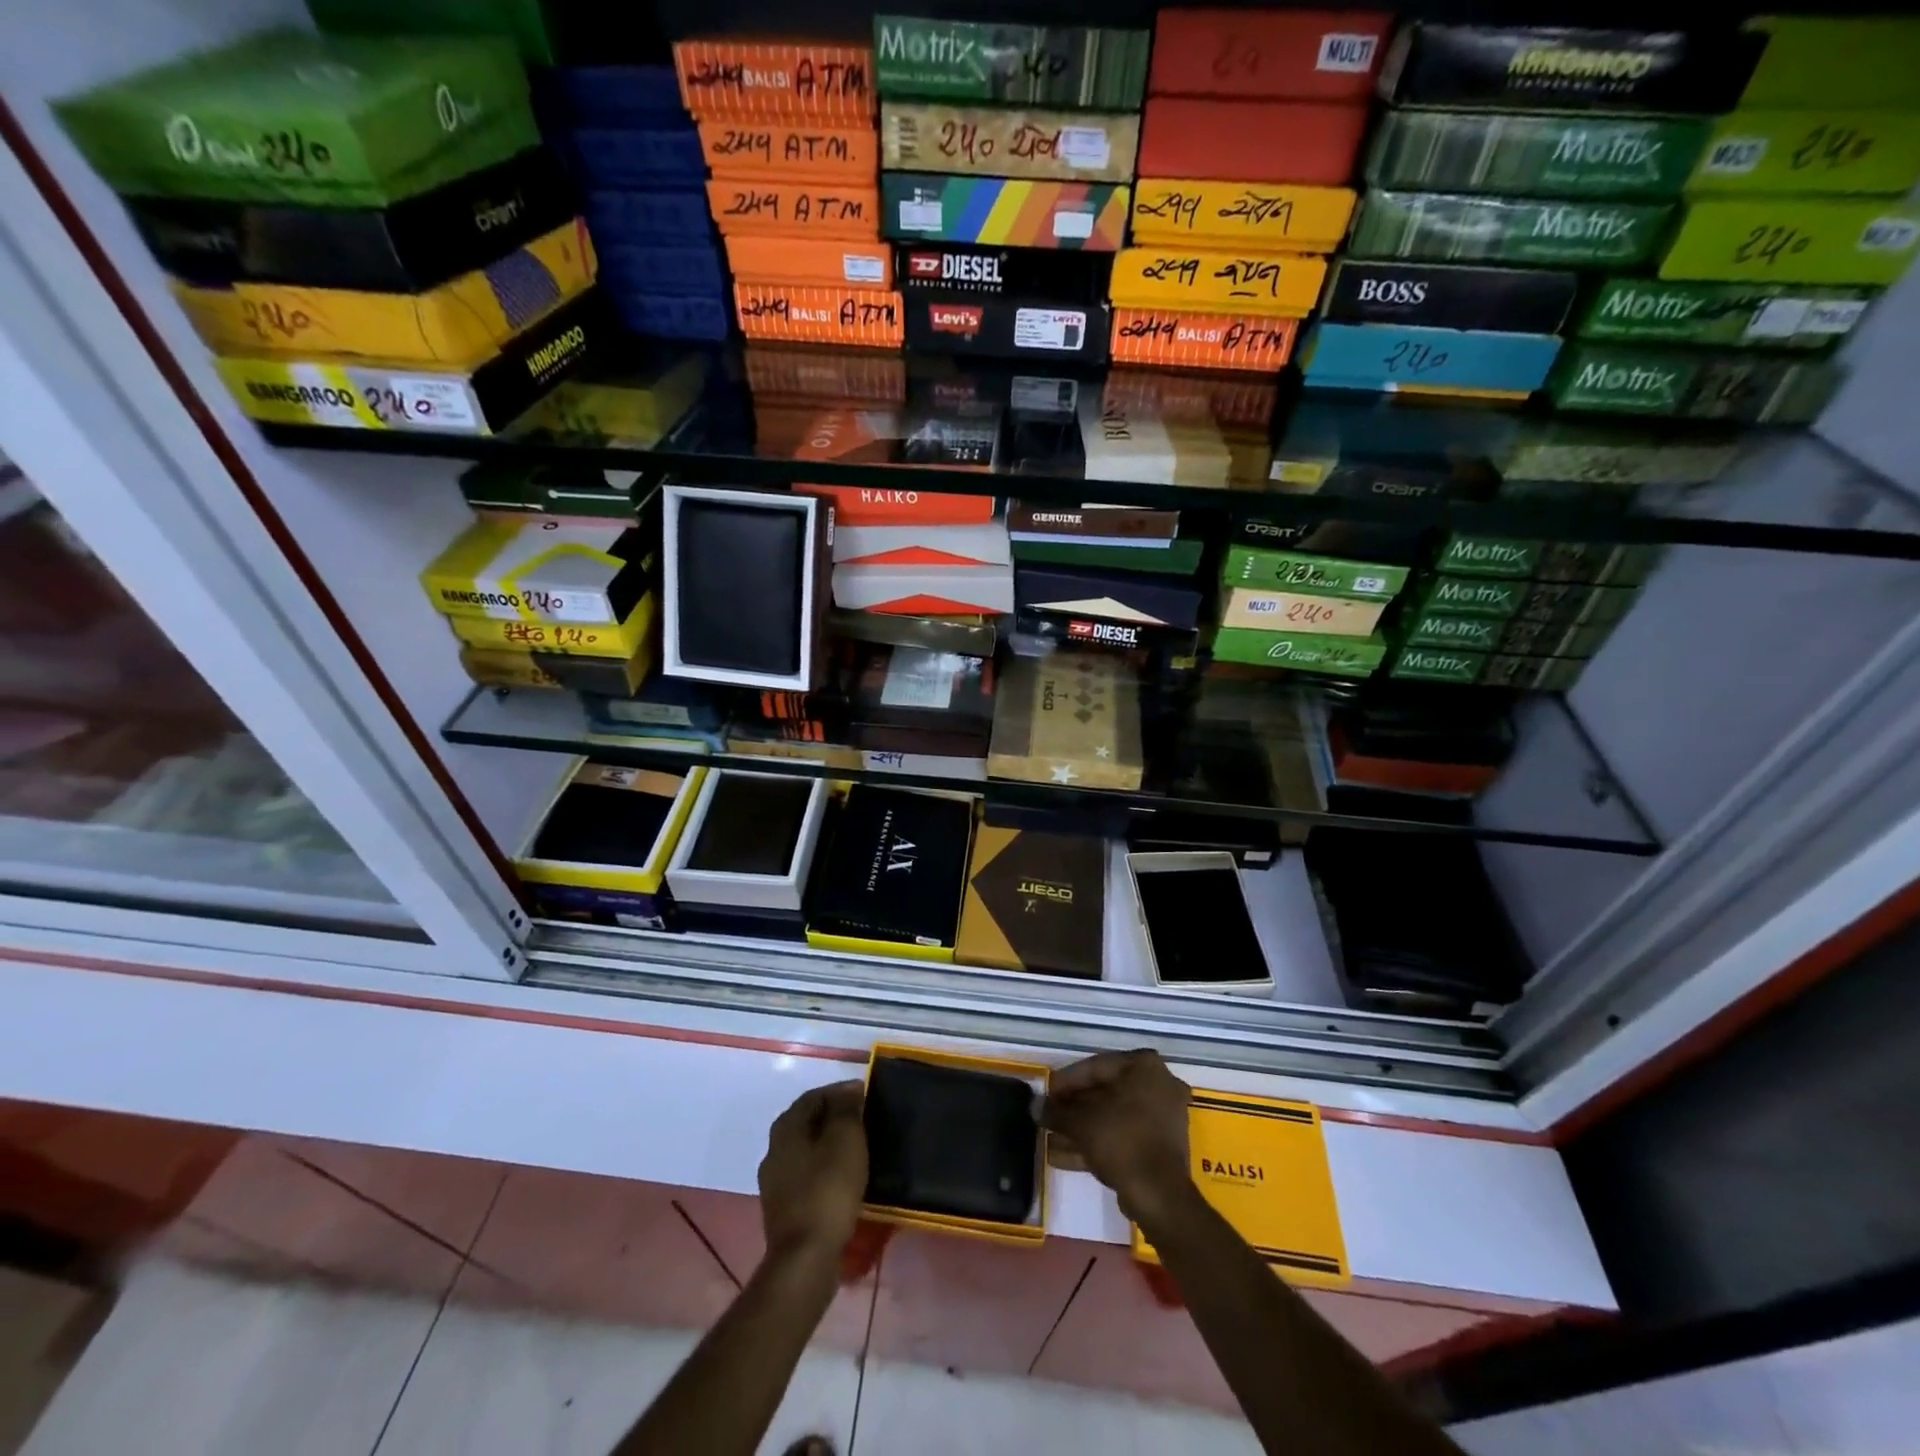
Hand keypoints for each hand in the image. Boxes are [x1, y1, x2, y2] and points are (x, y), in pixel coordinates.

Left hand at [758, 1081, 867, 1266]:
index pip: (815, 1095)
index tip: (867, 1097)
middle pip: (809, 1122)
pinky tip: (845, 1179)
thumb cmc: (828, 1190)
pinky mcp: (783, 1208)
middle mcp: (774, 1149)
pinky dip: (826, 1170)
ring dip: (831, 1146)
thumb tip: (849, 1089)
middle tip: (866, 1122)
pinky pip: (808, 1176)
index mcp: (786, 1127)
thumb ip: (846, 1109)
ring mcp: (775, 1181)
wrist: (805, 1258)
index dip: (841, 1092)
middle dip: (836, 1118)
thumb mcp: (845, 1139)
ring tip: (859, 1150)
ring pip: (808, 1150)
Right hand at [1042, 1050, 1194, 1229]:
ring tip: (1050, 1139)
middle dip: (1073, 1108)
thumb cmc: (1121, 1139)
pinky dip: (1096, 1143)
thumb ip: (1056, 1111)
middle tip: (1049, 1116)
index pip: (1096, 1066)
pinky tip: (1063, 1156)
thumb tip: (1037, 1107)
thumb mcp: (1080, 1121)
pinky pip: (1123, 1137)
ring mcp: (1163, 1117)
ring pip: (1112, 1117)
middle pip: (1104, 1092)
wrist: (1158, 1194)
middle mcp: (1159, 1085)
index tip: (1046, 1094)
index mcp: (1144, 1066)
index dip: (1066, 1081)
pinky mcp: (1160, 1147)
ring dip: (1081, 1128)